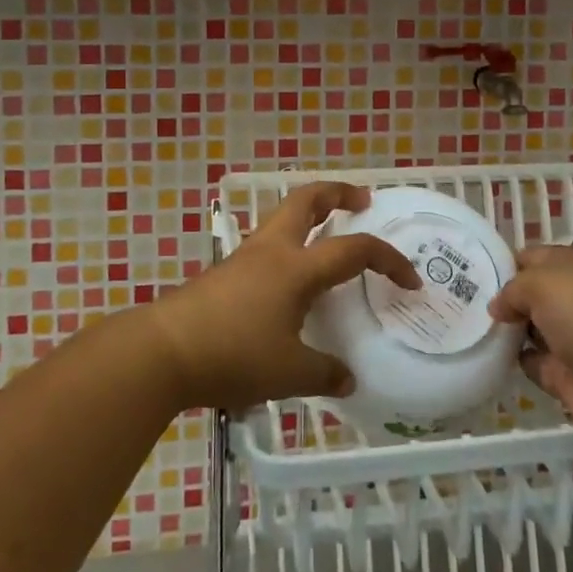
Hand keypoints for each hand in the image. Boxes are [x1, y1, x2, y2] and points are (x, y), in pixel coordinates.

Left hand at [144, 182, 418, 410]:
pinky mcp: (225, 272)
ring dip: (311, 214)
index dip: (388, 260)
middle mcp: (273, 250)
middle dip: (338, 192)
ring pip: (284, 216)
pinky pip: (268, 243)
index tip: (410, 280)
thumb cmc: (233, 355)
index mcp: (297, 268)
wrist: (163, 350)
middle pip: (308, 199)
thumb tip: (348, 379)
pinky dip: (289, 243)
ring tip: (328, 233)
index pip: (354, 250)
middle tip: (362, 200)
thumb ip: (324, 374)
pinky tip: (290, 278)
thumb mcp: (288, 374)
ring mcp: (245, 257)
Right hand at [489, 246, 572, 445]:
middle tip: (466, 299)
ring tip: (471, 326)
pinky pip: (536, 365)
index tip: (476, 270)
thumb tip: (498, 306)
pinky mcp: (571, 380)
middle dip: (506, 297)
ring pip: (534, 330)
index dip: (510, 262)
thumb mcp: (544, 282)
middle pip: (536, 294)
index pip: (540, 258)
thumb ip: (513, 288)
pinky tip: (491, 355)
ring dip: (509, 330)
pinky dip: (517, 362)